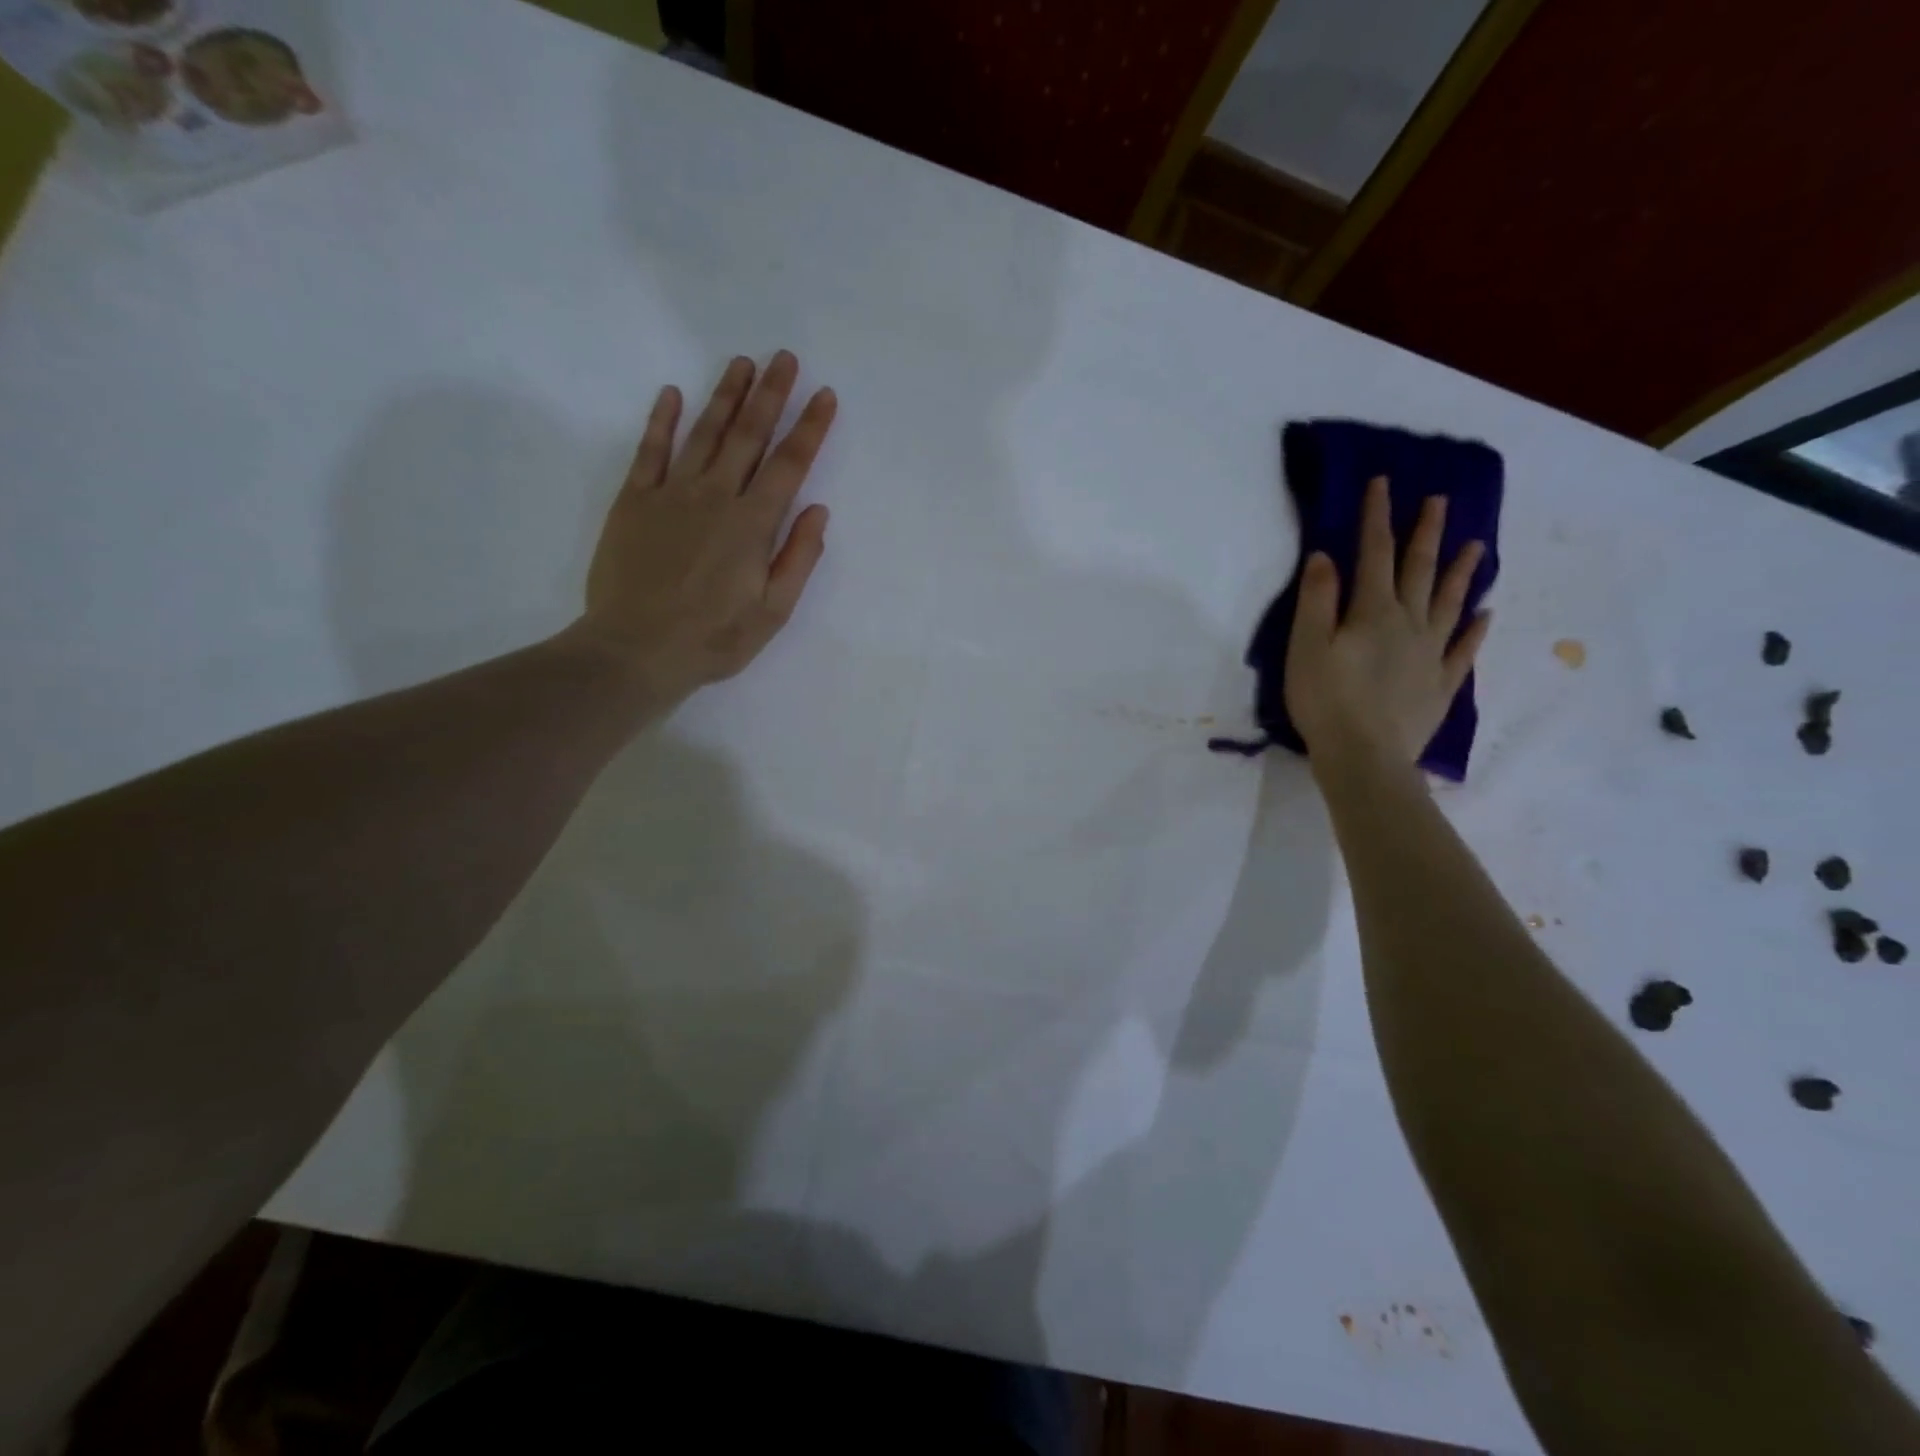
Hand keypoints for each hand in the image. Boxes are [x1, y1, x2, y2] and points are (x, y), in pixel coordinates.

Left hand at [566, 350, 836, 705]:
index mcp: (752, 524)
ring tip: (742, 363)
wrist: (636, 649)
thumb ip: (798, 558)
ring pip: (704, 433)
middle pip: (748, 435)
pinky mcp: (634, 501)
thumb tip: (817, 511)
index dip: (810, 428)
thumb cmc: (713, 638)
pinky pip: (650, 451)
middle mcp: (715, 496)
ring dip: (725, 395)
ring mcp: (671, 494)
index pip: (789, 465)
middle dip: (771, 395)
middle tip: (786, 358)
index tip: (825, 395)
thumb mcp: (773, 612)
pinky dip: (662, 421)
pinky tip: (673, 394)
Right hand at [1284, 475, 1489, 767]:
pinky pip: (1464, 650)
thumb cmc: (1325, 701)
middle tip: (1439, 501)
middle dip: (1426, 533)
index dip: (1378, 517)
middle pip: (1419, 571)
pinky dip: (1475, 629)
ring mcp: (1431, 655)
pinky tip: (1485, 614)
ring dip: (1461, 572)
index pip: (1374, 554)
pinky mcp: (1441, 685)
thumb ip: (1317, 601)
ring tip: (1477, 545)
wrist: (1364, 757)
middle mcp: (1409, 624)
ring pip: (1450, 603)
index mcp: (1372, 612)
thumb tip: (1326, 556)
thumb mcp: (1305, 647)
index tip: (1383, 483)